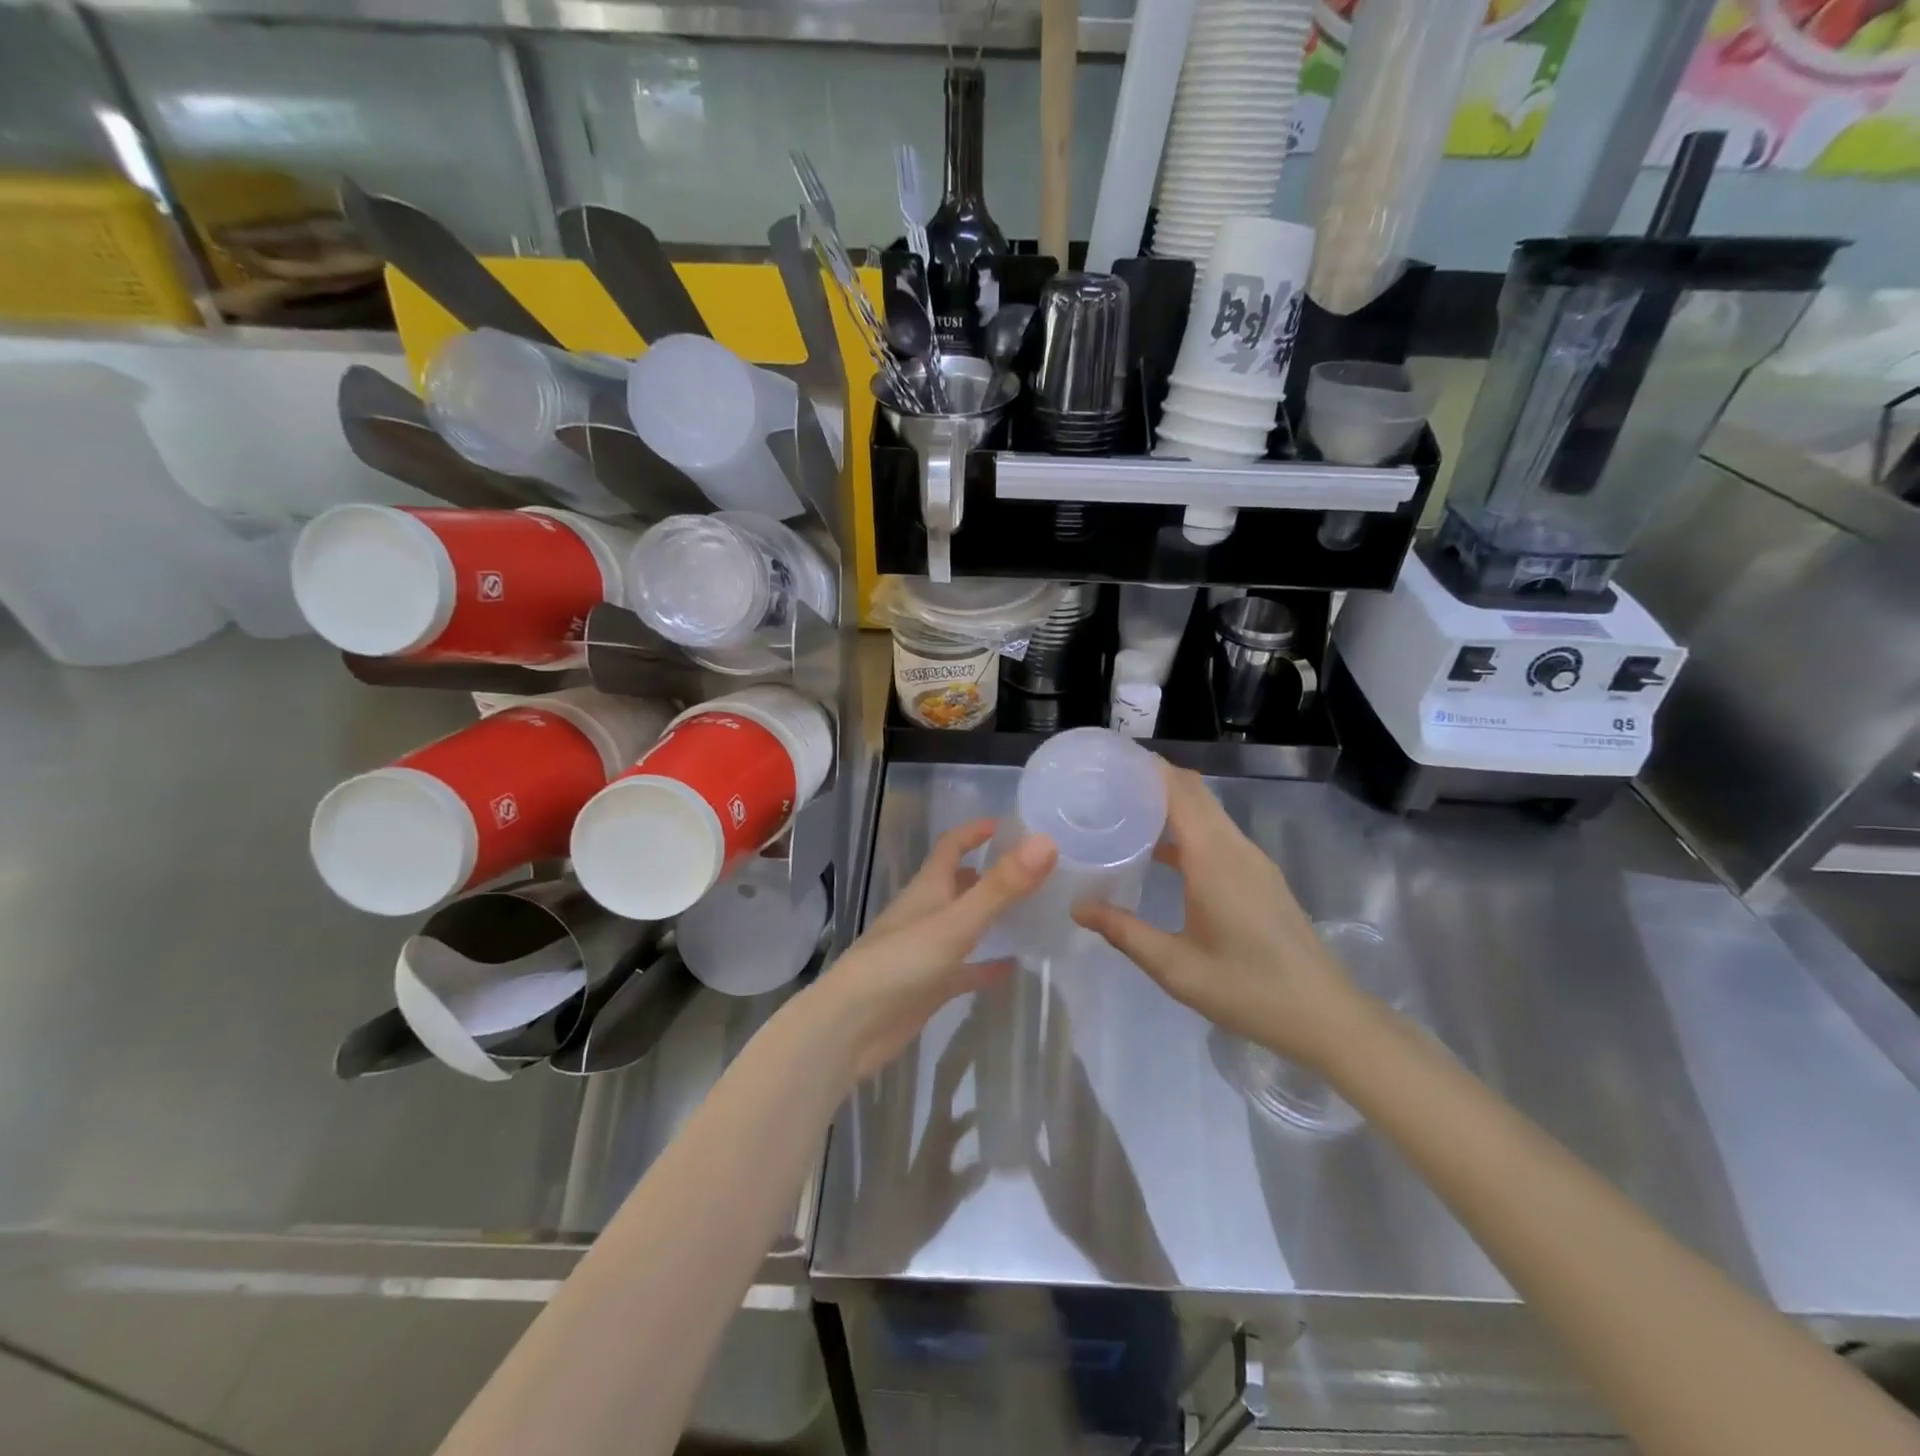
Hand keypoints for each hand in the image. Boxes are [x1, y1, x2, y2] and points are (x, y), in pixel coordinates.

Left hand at [809, 820, 1056, 1081]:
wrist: (851, 1027)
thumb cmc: (900, 964)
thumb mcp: (956, 922)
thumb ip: (1001, 886)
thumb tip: (1046, 842)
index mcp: (927, 889)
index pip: (950, 847)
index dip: (974, 832)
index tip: (1006, 824)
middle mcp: (925, 913)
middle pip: (958, 883)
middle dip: (988, 871)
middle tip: (1031, 870)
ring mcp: (926, 951)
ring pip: (962, 924)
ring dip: (989, 915)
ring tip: (1031, 912)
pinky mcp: (928, 986)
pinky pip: (964, 969)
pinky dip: (985, 965)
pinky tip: (1012, 968)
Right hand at [1073, 761, 1362, 1066]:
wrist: (1325, 1016)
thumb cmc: (1247, 989)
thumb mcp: (1175, 967)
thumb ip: (1124, 932)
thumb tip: (1078, 907)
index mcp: (1213, 858)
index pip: (1179, 790)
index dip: (1147, 768)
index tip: (1109, 761)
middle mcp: (1235, 848)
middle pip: (1194, 793)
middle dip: (1154, 779)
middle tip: (1106, 785)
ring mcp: (1253, 861)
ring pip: (1208, 813)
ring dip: (1172, 803)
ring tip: (1125, 811)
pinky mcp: (1260, 877)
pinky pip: (1219, 834)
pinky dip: (1188, 828)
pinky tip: (1160, 853)